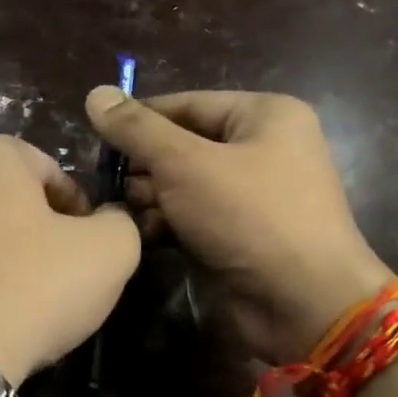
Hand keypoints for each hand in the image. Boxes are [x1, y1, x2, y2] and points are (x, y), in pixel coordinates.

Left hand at [0, 132, 141, 385]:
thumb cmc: (32, 288)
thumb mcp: (109, 251)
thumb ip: (120, 223)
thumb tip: (107, 222)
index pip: (55, 173)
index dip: (83, 213)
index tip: (90, 252)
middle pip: (15, 201)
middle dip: (44, 233)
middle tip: (64, 276)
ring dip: (11, 258)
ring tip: (30, 301)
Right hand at [86, 88, 391, 362]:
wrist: (302, 302)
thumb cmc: (249, 216)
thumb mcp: (186, 164)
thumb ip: (138, 130)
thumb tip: (95, 94)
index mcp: (264, 115)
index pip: (187, 104)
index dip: (139, 119)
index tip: (95, 136)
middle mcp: (262, 150)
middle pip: (184, 146)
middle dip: (144, 166)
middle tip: (106, 184)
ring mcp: (253, 197)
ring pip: (186, 186)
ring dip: (151, 198)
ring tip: (121, 212)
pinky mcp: (241, 237)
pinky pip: (195, 219)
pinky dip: (168, 225)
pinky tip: (140, 234)